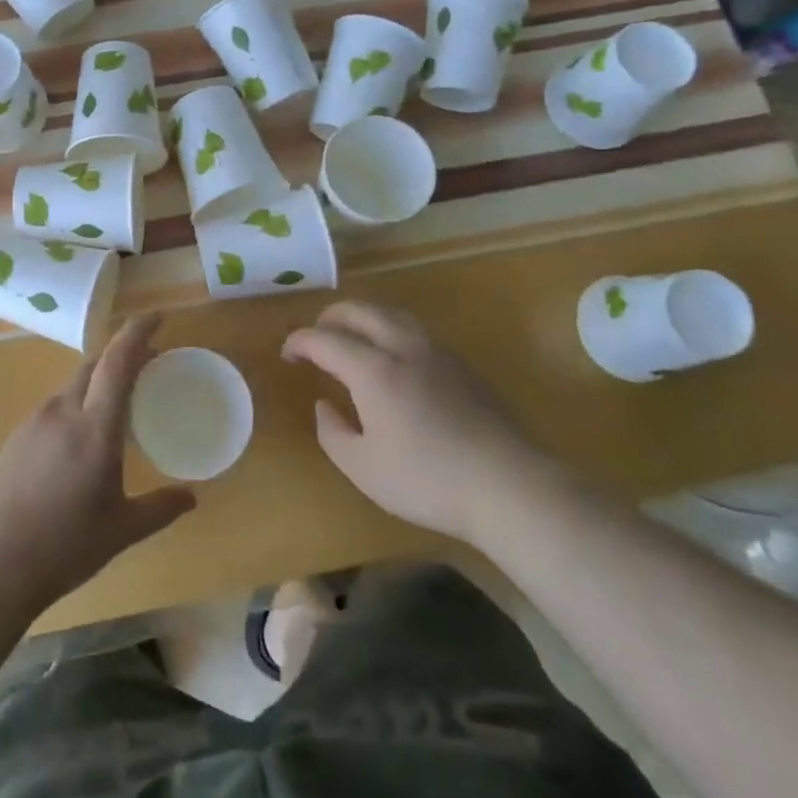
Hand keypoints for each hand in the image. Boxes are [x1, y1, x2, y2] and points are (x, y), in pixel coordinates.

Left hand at [0, 314, 195, 608]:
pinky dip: (77, 403)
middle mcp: (63, 411)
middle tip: (147, 365)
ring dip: (98, 380)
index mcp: (94, 427)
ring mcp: (35, 420)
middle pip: (94, 363)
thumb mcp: (121, 530)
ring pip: (73, 383)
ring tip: (117, 405)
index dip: (138, 332)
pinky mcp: (17, 435)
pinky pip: (55, 405)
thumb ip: (159, 508)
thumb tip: (191, 499)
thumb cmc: (65, 545)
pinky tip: (81, 437)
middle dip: (121, 354)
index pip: (118, 362)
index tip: (157, 317)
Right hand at [283, 301, 548, 540]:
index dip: (299, 342)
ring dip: (361, 318)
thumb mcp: (363, 468)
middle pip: (357, 310)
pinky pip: (413, 328)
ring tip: (350, 339)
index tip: (287, 355)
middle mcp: (402, 347)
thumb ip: (333, 433)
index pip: (324, 339)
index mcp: (372, 369)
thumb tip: (325, 405)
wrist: (509, 486)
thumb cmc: (427, 480)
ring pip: (389, 312)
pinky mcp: (460, 363)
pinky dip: (388, 328)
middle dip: (328, 319)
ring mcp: (435, 351)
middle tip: (315, 339)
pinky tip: (391, 356)